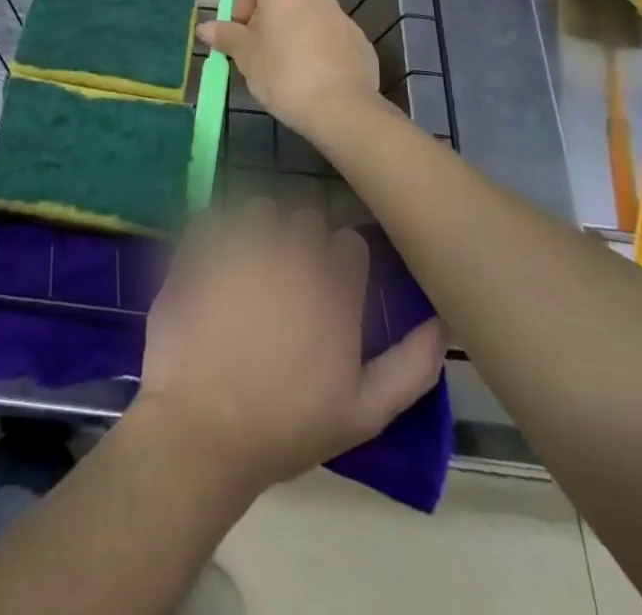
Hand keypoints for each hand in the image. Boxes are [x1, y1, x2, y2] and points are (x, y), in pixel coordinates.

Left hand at [133, 200, 444, 500]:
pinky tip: (211, 264)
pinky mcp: (199, 247)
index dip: (340, 261)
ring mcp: (242, 247)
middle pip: (305, 220)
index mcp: (335, 292)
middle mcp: (292, 256)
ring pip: (260, 210)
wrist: (203, 431)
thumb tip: (442, 322)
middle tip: (285, 281)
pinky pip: (211, 217)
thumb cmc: (286, 428)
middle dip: (299, 243)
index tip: (328, 283)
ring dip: (257, 230)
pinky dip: (213, 233)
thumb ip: (411, 366)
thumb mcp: (363, 413)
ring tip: (246, 269)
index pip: (349, 244)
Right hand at [196, 0, 381, 140]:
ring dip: (292, 34)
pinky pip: (329, 37)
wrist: (342, 109)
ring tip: (284, 70)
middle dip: (266, 19)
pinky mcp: (359, 41)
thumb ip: (226, 36)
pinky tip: (312, 79)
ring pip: (307, 17)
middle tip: (256, 52)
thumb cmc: (283, 74)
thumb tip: (205, 27)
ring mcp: (342, 17)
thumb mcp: (245, 56)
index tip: (240, 27)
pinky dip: (316, 50)